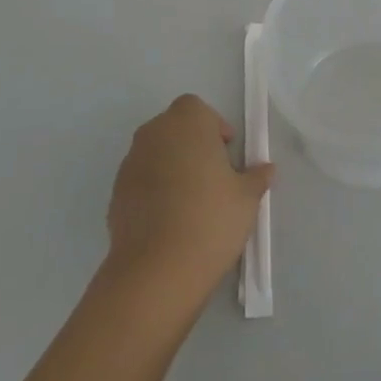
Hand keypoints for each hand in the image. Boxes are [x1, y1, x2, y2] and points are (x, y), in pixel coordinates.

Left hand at [104, 95, 272, 308]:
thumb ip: (256, 176)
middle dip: (192, 145)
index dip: (213, 127)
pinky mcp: (115, 194)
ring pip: (156, 154)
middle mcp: (154, 133)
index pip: (197, 108)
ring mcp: (130, 163)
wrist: (156, 271)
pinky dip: (154, 191)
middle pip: (174, 128)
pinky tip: (169, 221)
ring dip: (171, 167)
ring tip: (191, 203)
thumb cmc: (210, 219)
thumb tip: (265, 169)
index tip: (226, 155)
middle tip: (212, 177)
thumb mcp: (247, 198)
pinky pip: (141, 181)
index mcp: (186, 122)